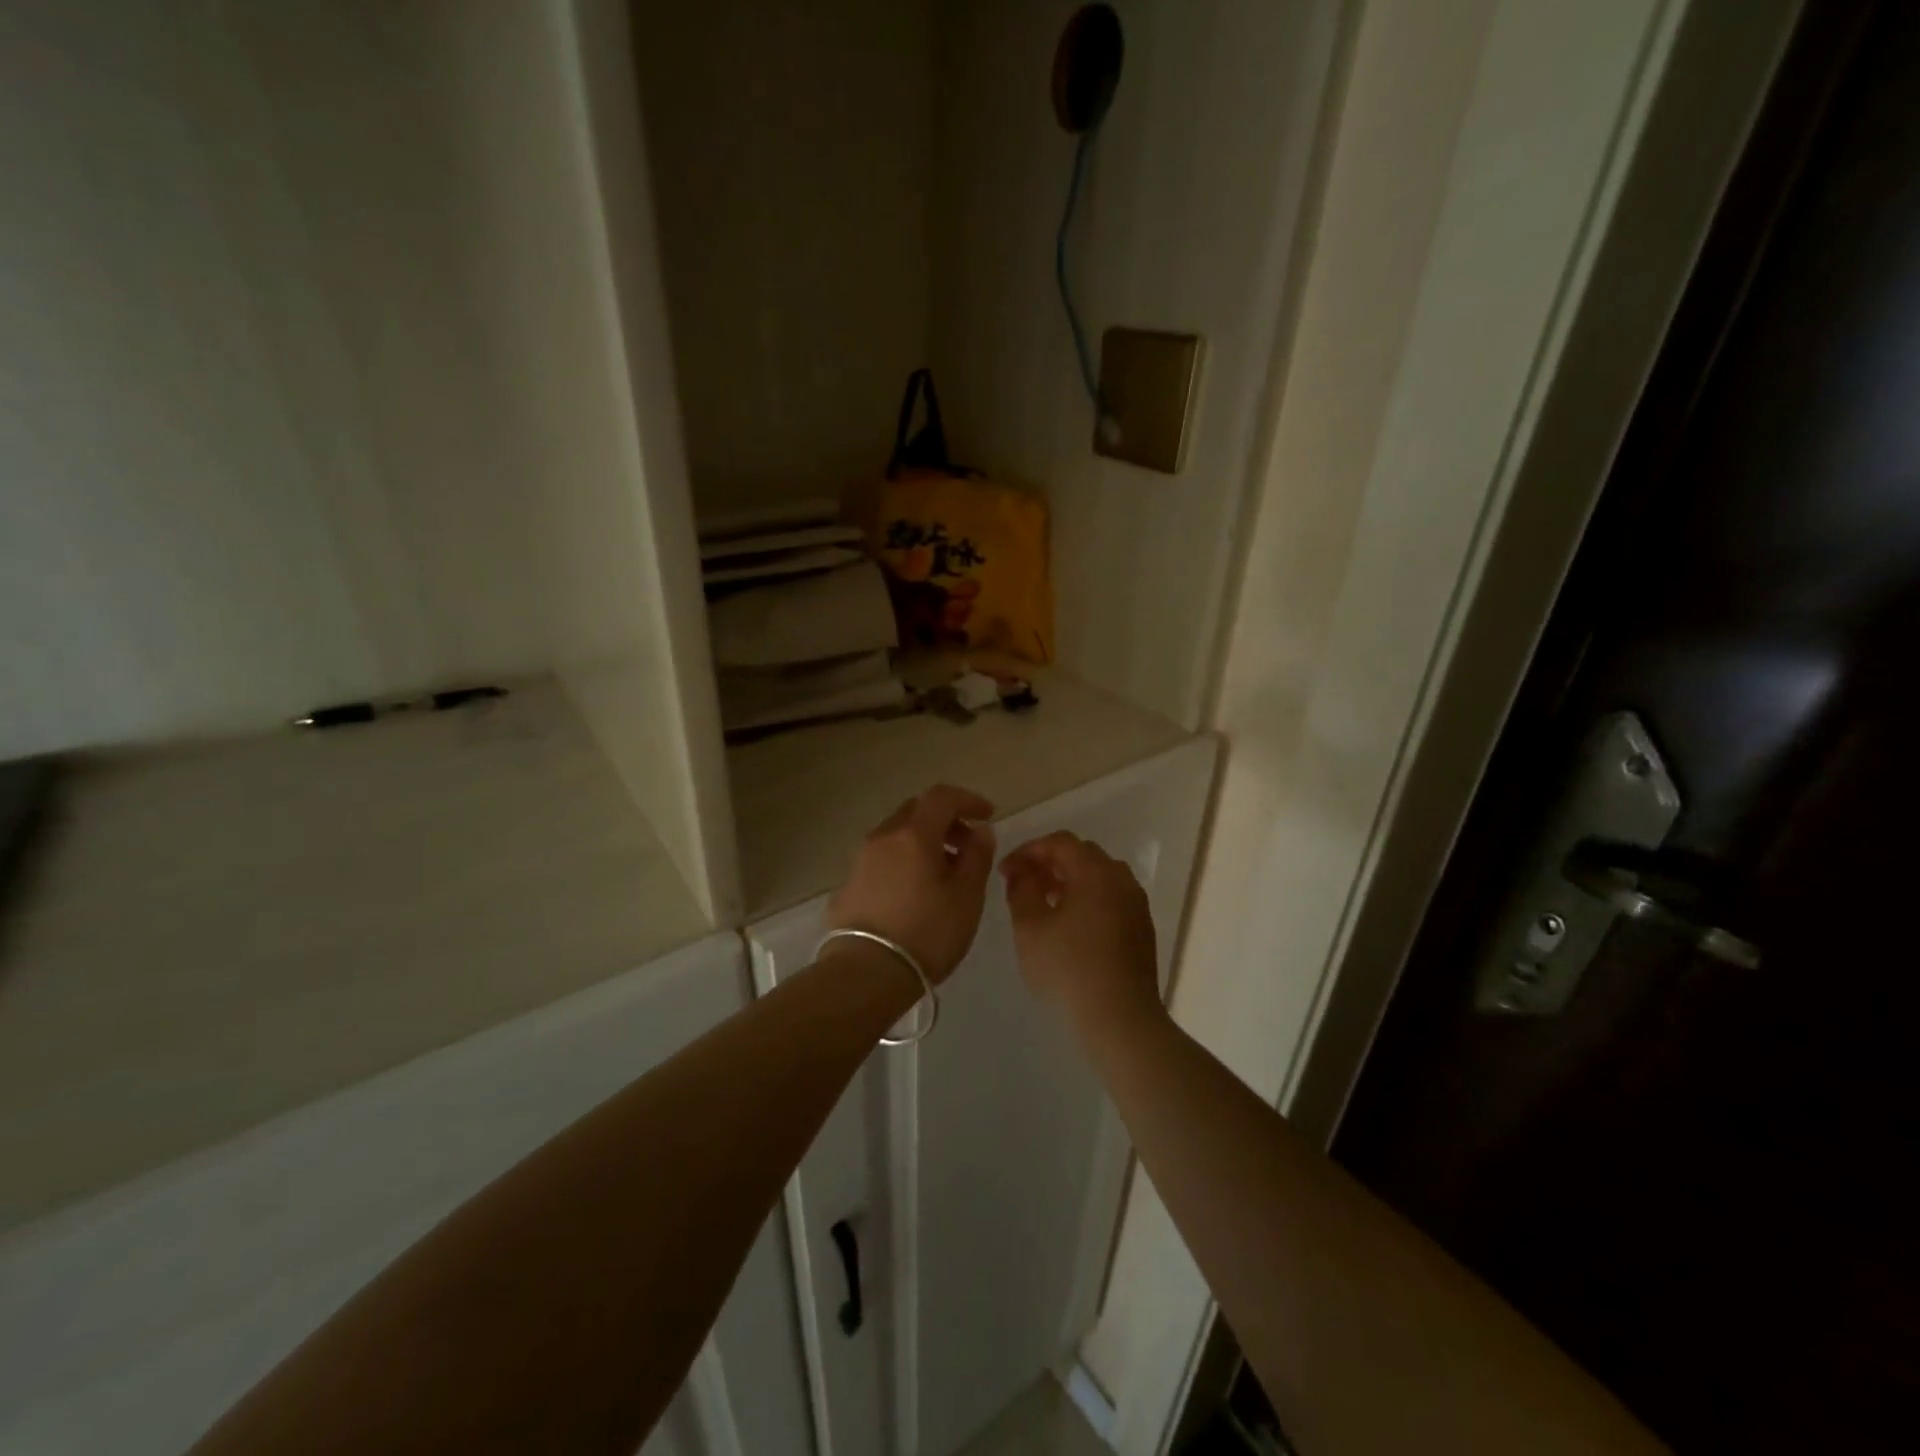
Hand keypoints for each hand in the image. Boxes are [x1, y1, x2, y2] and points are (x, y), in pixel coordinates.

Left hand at [825, 785, 995, 982]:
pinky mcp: (848, 885)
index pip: (941, 796)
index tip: (988, 816)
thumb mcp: (966, 897)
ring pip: (897, 835)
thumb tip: (981, 831)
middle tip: (967, 846)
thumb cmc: (926, 933)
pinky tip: (915, 892)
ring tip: (944, 874)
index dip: (967, 800)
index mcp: (913, 834)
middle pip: (916, 811)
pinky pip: (882, 858)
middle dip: (945, 821)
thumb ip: (977, 857)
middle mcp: (883, 837)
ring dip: (923, 842)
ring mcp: (860, 860)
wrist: (864, 973)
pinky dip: (904, 861)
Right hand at [1000, 831, 1163, 1032]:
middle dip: (1049, 863)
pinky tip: (1070, 927)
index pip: (1059, 842)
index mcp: (1096, 872)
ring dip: (1070, 881)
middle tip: (1023, 883)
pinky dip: (1088, 899)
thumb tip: (1021, 871)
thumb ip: (1021, 890)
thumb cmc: (1068, 970)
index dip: (1028, 850)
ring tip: (1045, 904)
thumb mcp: (1030, 928)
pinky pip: (1111, 898)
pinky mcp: (1142, 928)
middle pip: (1082, 855)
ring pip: (1099, 877)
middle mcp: (1121, 879)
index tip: (1005, 871)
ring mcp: (1136, 904)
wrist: (1120, 1020)